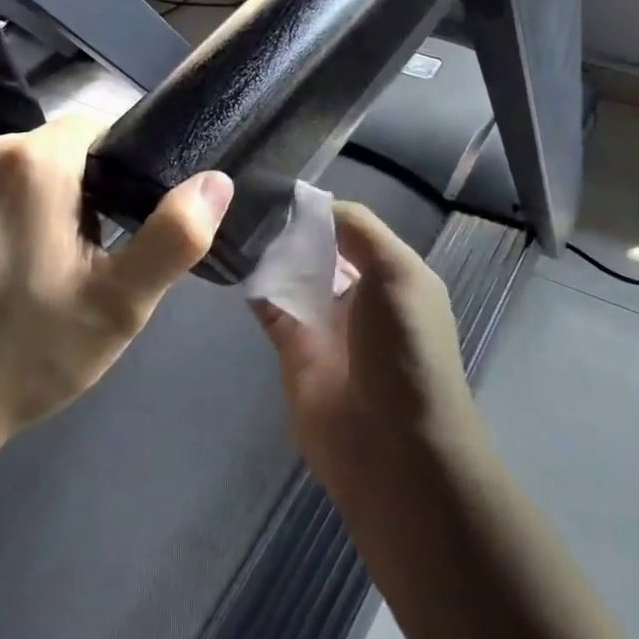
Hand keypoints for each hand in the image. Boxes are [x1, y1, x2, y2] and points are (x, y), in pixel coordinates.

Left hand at [0, 113, 232, 441]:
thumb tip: (216, 181)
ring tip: (33, 264)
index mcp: (32, 163)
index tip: (120, 222)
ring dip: (29, 197)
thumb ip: (176, 236)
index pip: (94, 128)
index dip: (117, 169)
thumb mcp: (120, 303)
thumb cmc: (28, 354)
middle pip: (50, 149)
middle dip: (75, 188)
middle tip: (82, 258)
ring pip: (8, 166)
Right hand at [254, 202, 473, 486]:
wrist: (393, 450)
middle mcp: (360, 296)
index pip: (351, 228)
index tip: (276, 188)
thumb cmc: (405, 351)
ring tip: (233, 222)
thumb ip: (358, 230)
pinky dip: (255, 288)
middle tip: (245, 201)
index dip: (318, 210)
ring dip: (269, 255)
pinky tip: (233, 262)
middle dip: (290, 229)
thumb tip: (313, 204)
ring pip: (292, 277)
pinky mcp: (294, 353)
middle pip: (319, 250)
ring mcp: (325, 325)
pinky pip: (271, 309)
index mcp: (393, 276)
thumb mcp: (398, 274)